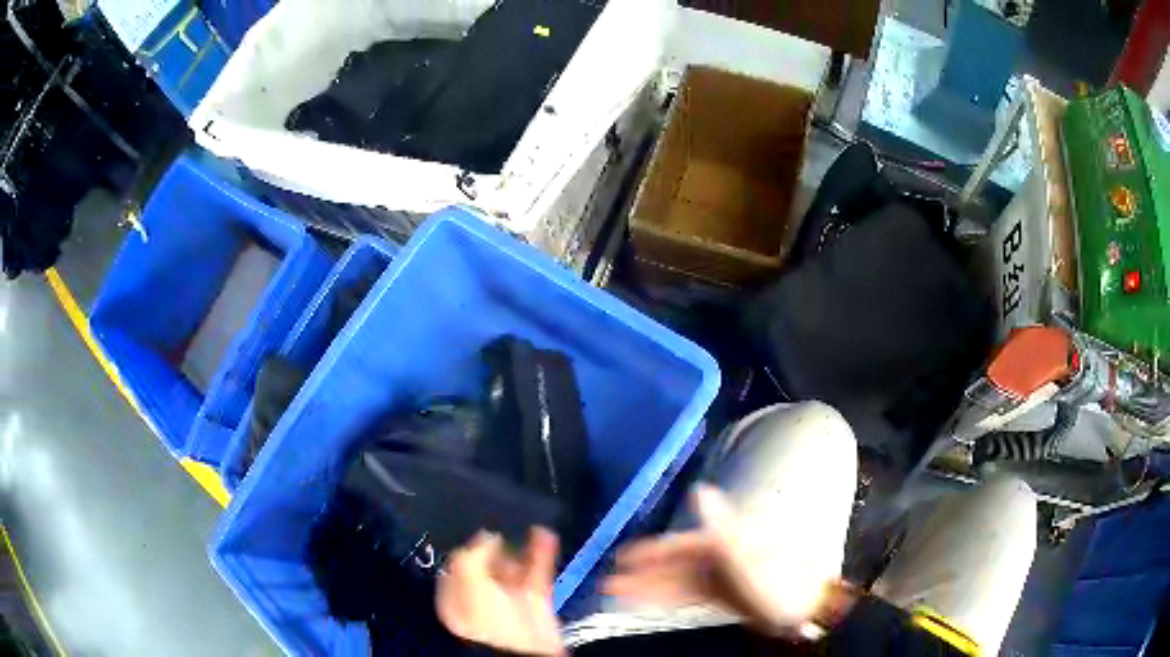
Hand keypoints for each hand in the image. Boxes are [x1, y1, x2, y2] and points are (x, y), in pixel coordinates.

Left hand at [437, 528, 565, 655]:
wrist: (523, 649)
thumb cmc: (486, 618)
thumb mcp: (469, 585)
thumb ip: (471, 557)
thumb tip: (486, 535)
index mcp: (456, 597)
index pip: (458, 565)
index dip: (469, 547)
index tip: (482, 527)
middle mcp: (481, 597)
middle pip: (487, 565)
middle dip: (497, 546)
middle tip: (506, 526)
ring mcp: (509, 600)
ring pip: (514, 566)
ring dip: (522, 545)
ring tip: (528, 523)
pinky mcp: (536, 602)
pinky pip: (538, 572)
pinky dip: (542, 553)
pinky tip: (544, 534)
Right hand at [603, 484, 836, 637]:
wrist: (805, 606)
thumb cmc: (776, 579)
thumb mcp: (747, 555)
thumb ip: (720, 526)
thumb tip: (699, 489)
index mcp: (724, 540)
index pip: (678, 545)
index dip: (649, 551)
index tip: (620, 557)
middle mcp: (719, 554)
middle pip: (673, 564)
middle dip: (642, 572)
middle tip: (607, 582)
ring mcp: (721, 575)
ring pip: (677, 580)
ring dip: (649, 587)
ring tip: (616, 595)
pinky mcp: (725, 593)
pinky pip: (689, 595)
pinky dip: (668, 598)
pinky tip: (650, 602)